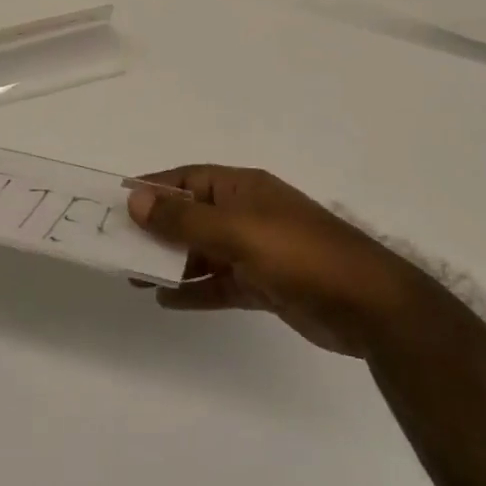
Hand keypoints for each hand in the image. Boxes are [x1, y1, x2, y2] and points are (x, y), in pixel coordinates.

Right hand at [129, 166, 434, 357]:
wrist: (367, 305)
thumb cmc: (299, 254)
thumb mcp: (238, 232)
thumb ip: (185, 220)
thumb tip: (136, 199)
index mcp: (243, 189)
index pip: (189, 179)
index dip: (155, 188)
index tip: (118, 202)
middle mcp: (248, 214)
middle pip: (193, 215)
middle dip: (158, 229)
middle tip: (117, 246)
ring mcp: (257, 251)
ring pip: (203, 251)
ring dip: (171, 261)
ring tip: (132, 275)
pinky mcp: (265, 285)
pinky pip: (219, 283)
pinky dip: (194, 289)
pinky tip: (165, 299)